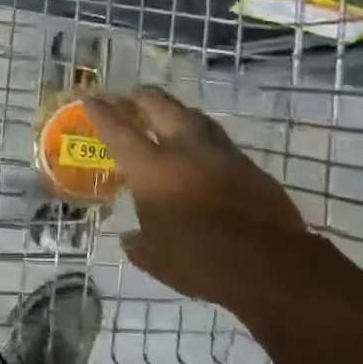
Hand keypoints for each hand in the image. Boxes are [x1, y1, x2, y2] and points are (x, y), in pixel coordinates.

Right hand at [84, 87, 308, 300]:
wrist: (270, 266)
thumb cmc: (199, 261)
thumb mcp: (154, 258)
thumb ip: (138, 243)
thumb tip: (130, 239)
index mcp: (152, 169)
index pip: (119, 131)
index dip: (102, 113)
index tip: (92, 99)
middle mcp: (185, 150)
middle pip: (160, 107)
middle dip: (141, 98)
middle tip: (130, 97)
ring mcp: (222, 155)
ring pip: (194, 117)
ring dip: (176, 112)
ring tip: (166, 115)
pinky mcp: (250, 167)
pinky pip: (220, 142)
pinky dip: (203, 138)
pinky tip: (201, 151)